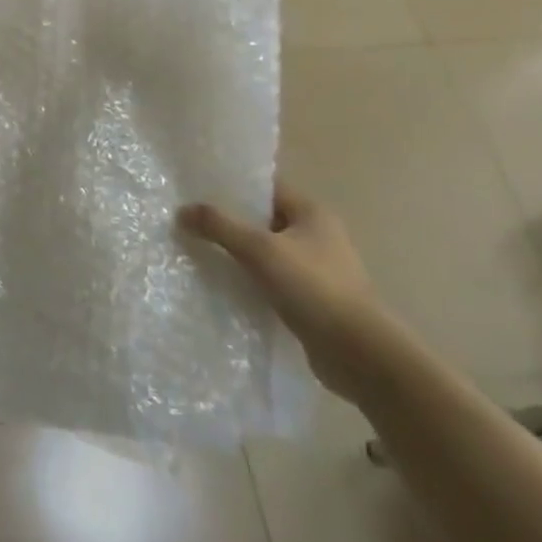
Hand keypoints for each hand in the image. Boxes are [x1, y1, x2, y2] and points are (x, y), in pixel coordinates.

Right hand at [181, 185, 396, 404]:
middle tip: (193, 223)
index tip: (199, 191)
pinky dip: (252, 281)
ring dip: (240, 255)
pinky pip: (274, 281)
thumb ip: (220, 226)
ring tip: (201, 254)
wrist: (358, 353)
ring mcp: (318, 270)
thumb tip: (182, 210)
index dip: (234, 187)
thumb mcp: (259, 249)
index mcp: (312, 213)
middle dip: (232, 222)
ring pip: (268, 253)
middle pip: (265, 220)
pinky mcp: (314, 300)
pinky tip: (226, 287)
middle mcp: (319, 235)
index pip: (267, 188)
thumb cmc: (312, 287)